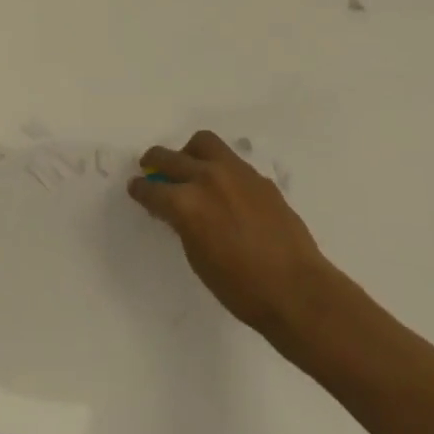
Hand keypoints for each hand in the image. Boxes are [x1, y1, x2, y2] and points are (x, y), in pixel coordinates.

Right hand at [129, 130, 340, 342]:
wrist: (298, 291)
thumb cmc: (241, 288)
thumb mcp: (198, 258)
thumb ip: (184, 224)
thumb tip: (179, 210)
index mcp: (187, 203)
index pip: (152, 189)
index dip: (140, 189)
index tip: (136, 187)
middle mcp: (207, 179)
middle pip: (171, 158)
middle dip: (155, 161)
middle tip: (150, 167)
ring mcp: (236, 173)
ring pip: (203, 143)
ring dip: (188, 153)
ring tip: (188, 167)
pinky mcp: (258, 177)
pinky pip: (230, 161)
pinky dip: (217, 167)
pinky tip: (222, 187)